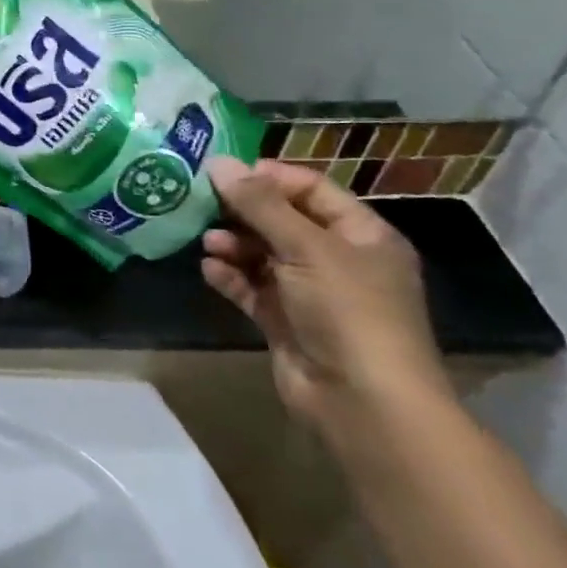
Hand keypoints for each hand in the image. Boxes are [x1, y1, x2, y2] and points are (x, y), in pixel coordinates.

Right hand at [201, 157, 449, 433]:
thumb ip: (260, 204)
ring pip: (263, 254)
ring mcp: (311, 293)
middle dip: (243, 211)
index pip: (311, 189)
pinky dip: (231, 277)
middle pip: (282, 220)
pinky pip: (252, 288)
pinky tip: (209, 270)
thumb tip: (218, 162)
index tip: (223, 172)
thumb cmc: (348, 312)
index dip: (269, 177)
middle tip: (201, 202)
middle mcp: (338, 260)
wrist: (364, 404)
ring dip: (234, 245)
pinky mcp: (285, 321)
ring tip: (208, 243)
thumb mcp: (306, 248)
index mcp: (361, 235)